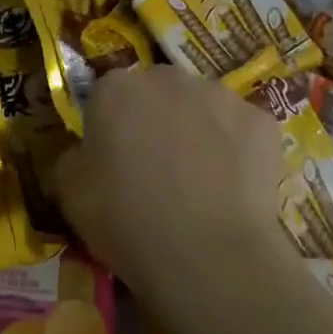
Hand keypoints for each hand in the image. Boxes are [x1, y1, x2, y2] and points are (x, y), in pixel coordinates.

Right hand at [52, 65, 288, 299]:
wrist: (207, 255)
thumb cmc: (126, 219)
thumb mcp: (70, 194)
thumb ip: (70, 160)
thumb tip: (81, 156)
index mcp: (115, 89)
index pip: (106, 94)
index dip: (109, 125)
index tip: (112, 158)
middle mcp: (167, 78)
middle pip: (157, 91)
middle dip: (155, 118)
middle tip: (155, 167)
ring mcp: (220, 96)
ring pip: (202, 106)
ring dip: (197, 129)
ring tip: (199, 180)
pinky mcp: (262, 122)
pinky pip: (242, 130)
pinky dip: (237, 150)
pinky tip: (233, 188)